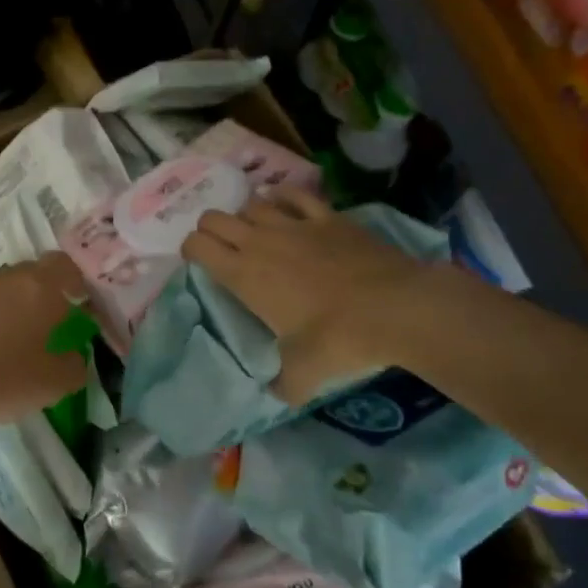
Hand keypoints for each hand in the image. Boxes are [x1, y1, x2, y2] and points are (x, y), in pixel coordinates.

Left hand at [0, 253, 91, 435]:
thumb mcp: (56, 383)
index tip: (78, 303)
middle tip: (46, 326)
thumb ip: (74, 365)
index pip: (64, 265)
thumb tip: (73, 356)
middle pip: (30, 275)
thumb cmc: (4, 379)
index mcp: (40, 287)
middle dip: (41, 295)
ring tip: (9, 343)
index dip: (74, 281)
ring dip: (8, 309)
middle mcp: (5, 279)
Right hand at [183, 189, 435, 402]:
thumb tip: (278, 393)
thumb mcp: (304, 374)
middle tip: (223, 248)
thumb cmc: (339, 338)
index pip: (197, 245)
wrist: (396, 308)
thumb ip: (283, 383)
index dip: (191, 250)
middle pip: (214, 218)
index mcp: (243, 275)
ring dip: (246, 215)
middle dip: (210, 229)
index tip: (200, 263)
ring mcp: (294, 224)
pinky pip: (295, 194)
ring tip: (255, 231)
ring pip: (252, 203)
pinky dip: (283, 196)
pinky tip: (284, 204)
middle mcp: (260, 243)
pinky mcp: (327, 216)